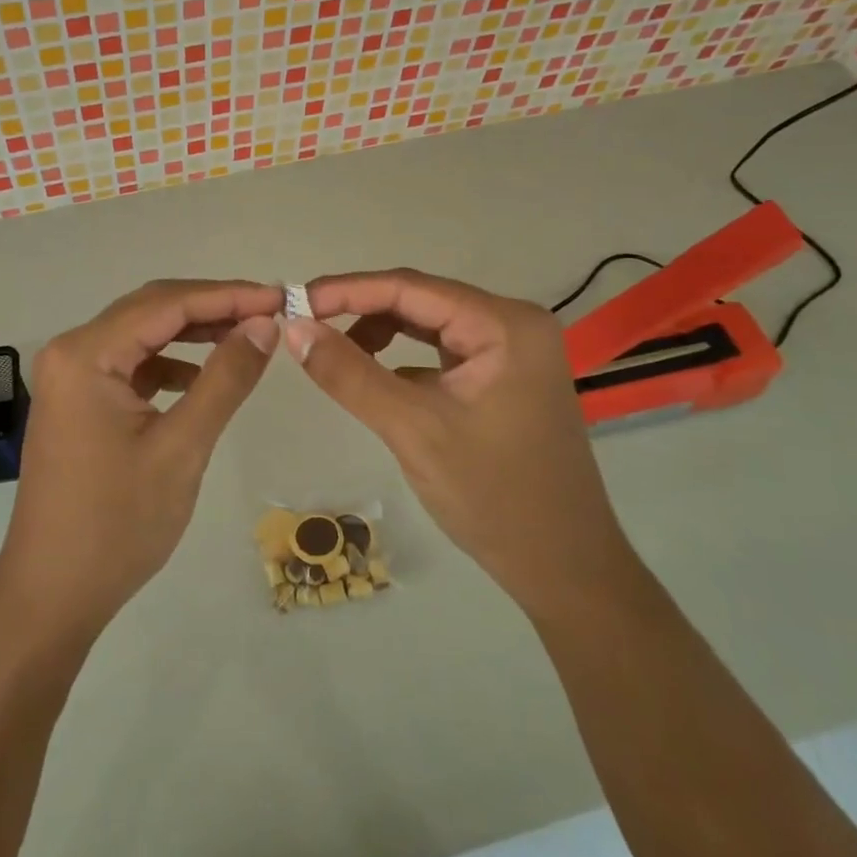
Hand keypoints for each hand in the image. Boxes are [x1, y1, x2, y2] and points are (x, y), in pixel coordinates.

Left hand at [0, 279, 283, 635]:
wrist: (53, 593)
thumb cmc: (117, 524)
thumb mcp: (182, 447)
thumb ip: (225, 378)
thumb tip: (265, 324)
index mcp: (85, 354)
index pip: (166, 303)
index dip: (227, 295)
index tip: (280, 297)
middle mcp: (71, 351)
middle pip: (151, 310)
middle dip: (212, 307)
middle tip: (270, 312)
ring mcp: (70, 377)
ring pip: (142, 335)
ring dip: (192, 333)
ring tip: (246, 338)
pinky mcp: (78, 401)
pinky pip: (130, 364)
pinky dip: (169, 364)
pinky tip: (201, 378)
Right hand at [284, 270, 630, 615]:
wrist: (563, 569)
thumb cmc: (494, 497)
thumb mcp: (412, 429)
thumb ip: (350, 374)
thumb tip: (294, 328)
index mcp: (504, 325)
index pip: (410, 287)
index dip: (346, 290)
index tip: (294, 302)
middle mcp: (512, 324)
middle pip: (419, 300)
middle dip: (359, 310)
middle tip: (304, 327)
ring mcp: (511, 351)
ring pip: (427, 324)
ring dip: (378, 333)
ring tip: (334, 356)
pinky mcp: (503, 377)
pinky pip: (440, 350)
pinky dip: (402, 358)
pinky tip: (373, 380)